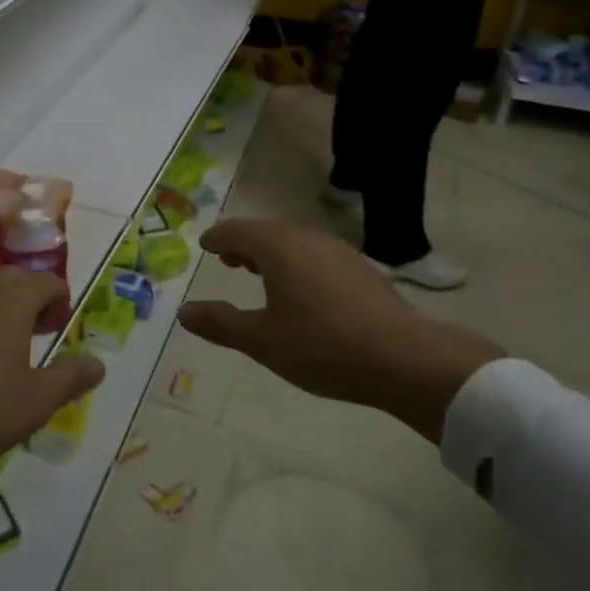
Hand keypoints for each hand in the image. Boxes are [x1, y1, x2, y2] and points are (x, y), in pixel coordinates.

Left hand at [0, 268, 103, 471]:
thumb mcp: (37, 400)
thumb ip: (71, 377)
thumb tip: (98, 364)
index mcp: (12, 302)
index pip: (46, 281)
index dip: (60, 299)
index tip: (62, 325)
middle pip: (13, 279)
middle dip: (31, 296)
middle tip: (38, 329)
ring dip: (0, 307)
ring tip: (5, 343)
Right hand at [176, 219, 502, 443]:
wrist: (405, 359)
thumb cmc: (323, 346)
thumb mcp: (262, 341)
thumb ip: (221, 323)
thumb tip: (184, 311)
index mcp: (279, 248)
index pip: (238, 231)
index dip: (218, 238)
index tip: (205, 244)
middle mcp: (308, 240)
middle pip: (267, 232)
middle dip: (244, 243)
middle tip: (228, 260)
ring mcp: (339, 253)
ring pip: (294, 243)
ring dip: (271, 254)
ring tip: (259, 274)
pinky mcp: (361, 271)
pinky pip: (316, 257)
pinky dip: (296, 264)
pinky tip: (301, 292)